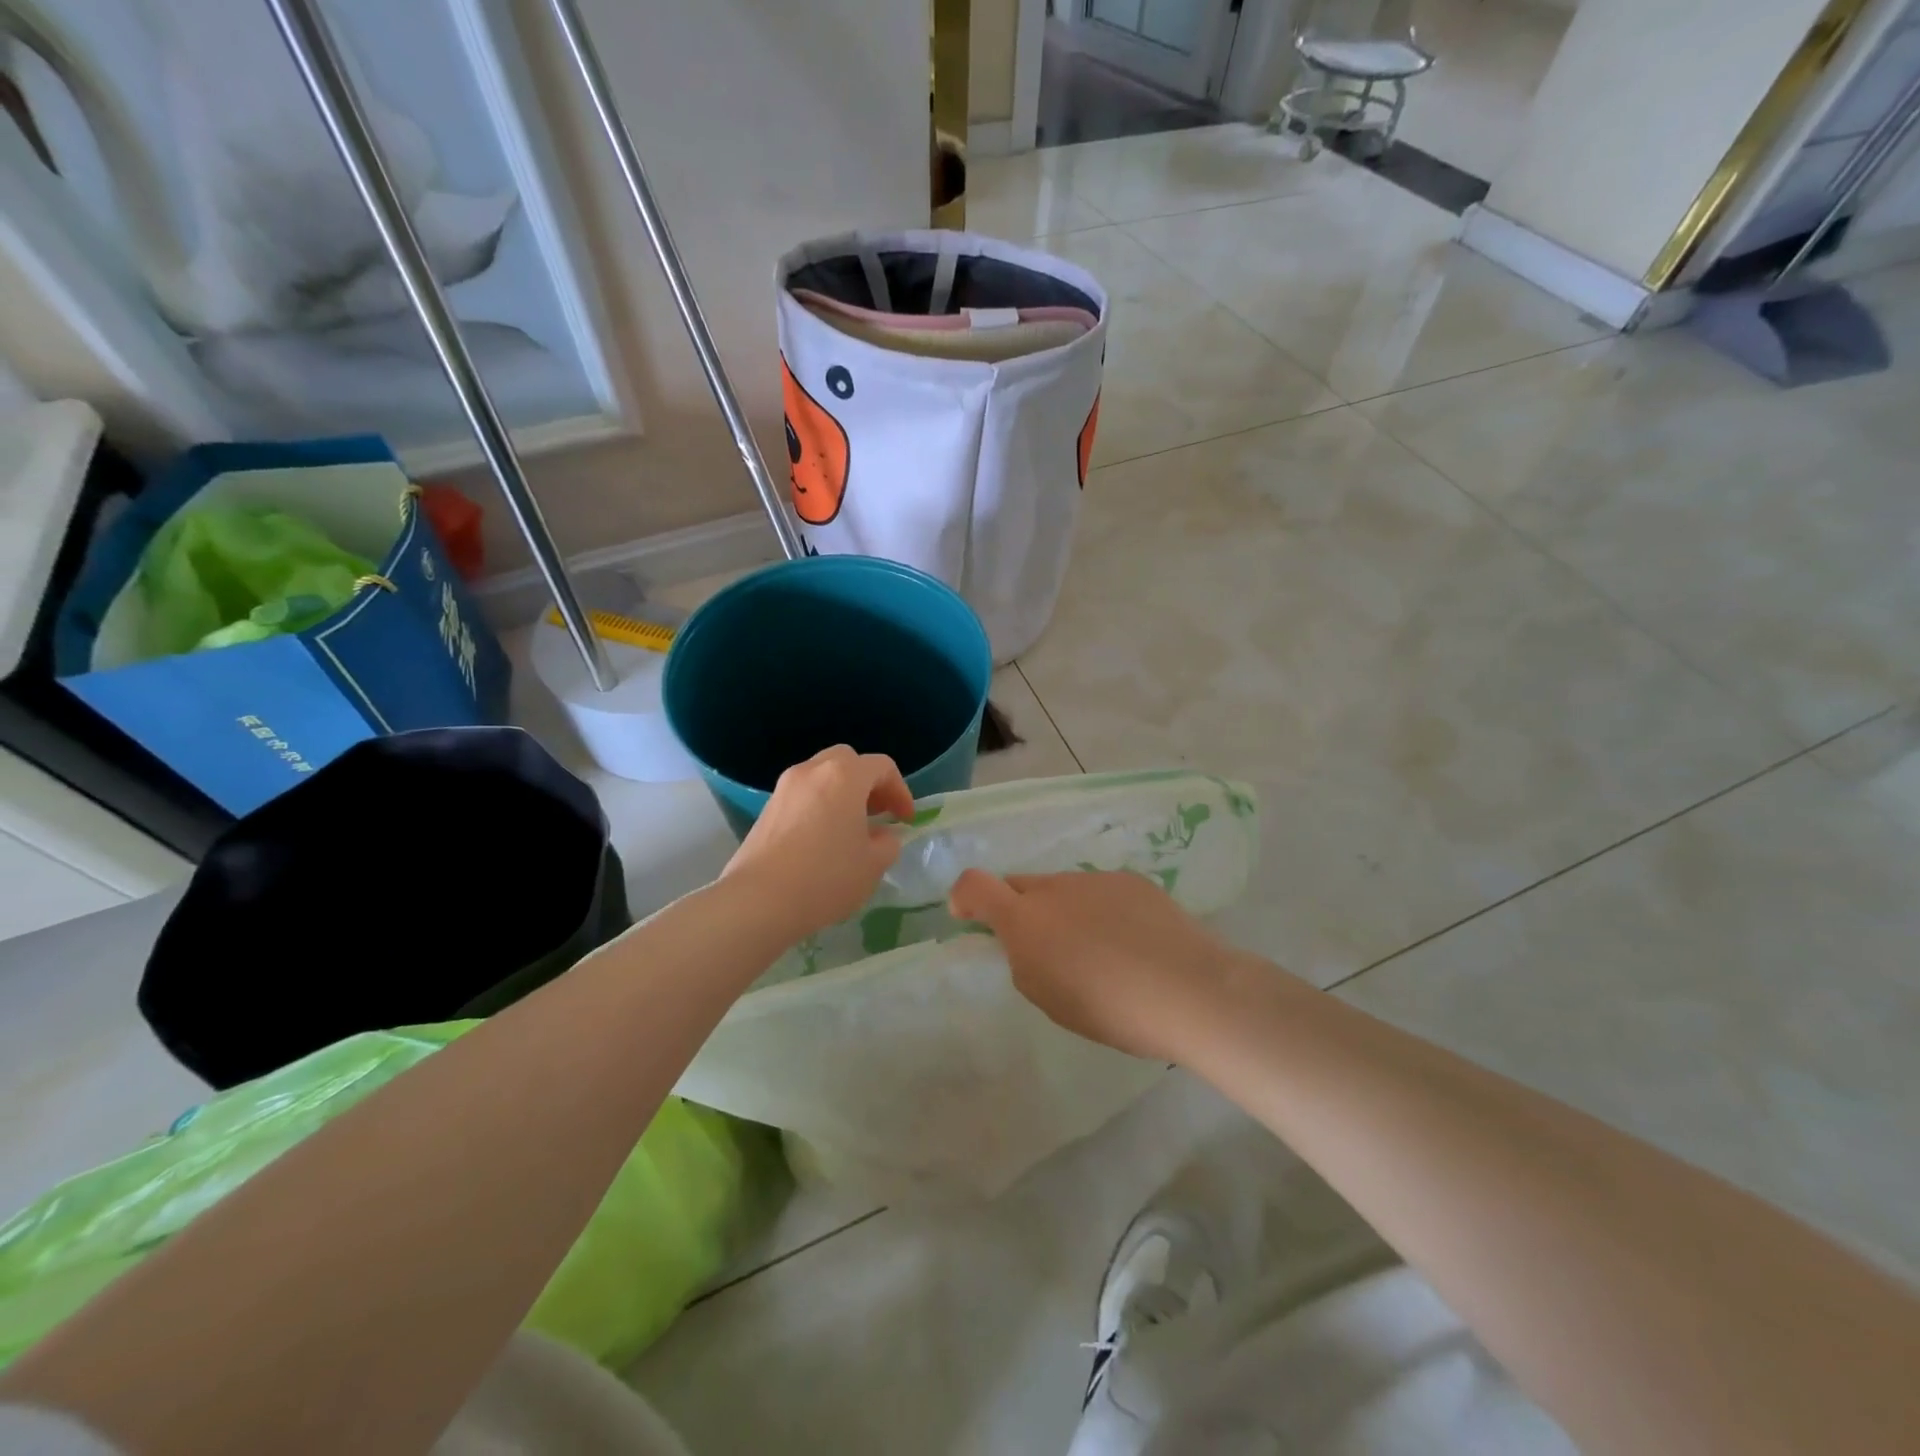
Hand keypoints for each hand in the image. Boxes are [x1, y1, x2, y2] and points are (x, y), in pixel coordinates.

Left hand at [723, 746, 914, 942]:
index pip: (882, 767)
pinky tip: (822, 840)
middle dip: (869, 784)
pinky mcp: (766, 809)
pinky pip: (803, 796)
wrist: (759, 901)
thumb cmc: (826, 877)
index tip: (905, 820)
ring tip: (851, 828)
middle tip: (879, 813)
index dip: (900, 791)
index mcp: (844, 776)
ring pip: (822, 777)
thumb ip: (887, 843)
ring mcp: (784, 788)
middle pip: (848, 762)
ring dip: (842, 794)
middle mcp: (812, 771)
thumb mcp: (873, 864)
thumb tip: (881, 836)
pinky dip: (819, 806)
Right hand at [947, 869, 1237, 1063]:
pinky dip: (1100, 910)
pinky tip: (1130, 941)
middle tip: (1043, 948)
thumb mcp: (1048, 997)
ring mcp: (1095, 879)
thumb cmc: (1110, 1008)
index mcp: (1025, 919)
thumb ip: (1024, 960)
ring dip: (1064, 911)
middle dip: (1019, 909)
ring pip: (1063, 889)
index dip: (964, 898)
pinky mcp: (1131, 880)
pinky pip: (1099, 891)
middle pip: (1021, 886)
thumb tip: (1024, 941)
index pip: (974, 885)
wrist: (1189, 989)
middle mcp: (1055, 888)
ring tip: (1098, 951)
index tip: (969, 919)